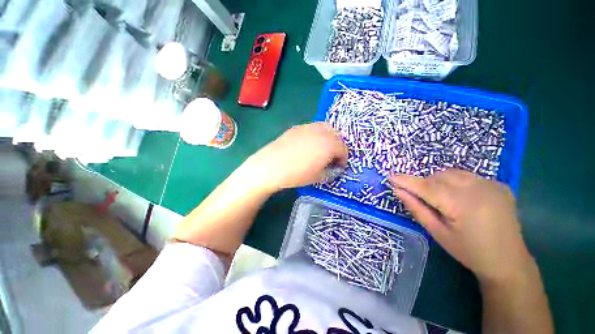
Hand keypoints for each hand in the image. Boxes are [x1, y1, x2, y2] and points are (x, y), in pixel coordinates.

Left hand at [245, 123, 347, 191]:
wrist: (271, 166)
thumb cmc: (297, 174)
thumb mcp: (318, 177)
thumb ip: (330, 172)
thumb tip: (334, 169)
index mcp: (330, 145)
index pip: (344, 149)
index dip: (343, 159)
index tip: (339, 167)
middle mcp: (322, 132)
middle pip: (337, 136)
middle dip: (338, 147)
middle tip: (332, 157)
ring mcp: (309, 127)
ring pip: (326, 128)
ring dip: (329, 138)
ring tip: (322, 149)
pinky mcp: (297, 127)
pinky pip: (313, 128)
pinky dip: (317, 135)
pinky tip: (308, 145)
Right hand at [390, 169, 532, 283]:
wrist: (508, 261)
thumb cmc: (469, 252)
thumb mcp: (437, 233)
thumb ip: (417, 209)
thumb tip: (398, 191)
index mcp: (461, 205)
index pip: (426, 187)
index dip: (406, 181)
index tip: (390, 176)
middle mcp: (478, 189)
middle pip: (438, 177)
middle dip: (424, 184)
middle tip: (421, 199)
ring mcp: (492, 184)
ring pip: (452, 173)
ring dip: (439, 181)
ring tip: (442, 199)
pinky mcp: (499, 184)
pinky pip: (468, 176)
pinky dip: (456, 182)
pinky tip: (461, 198)